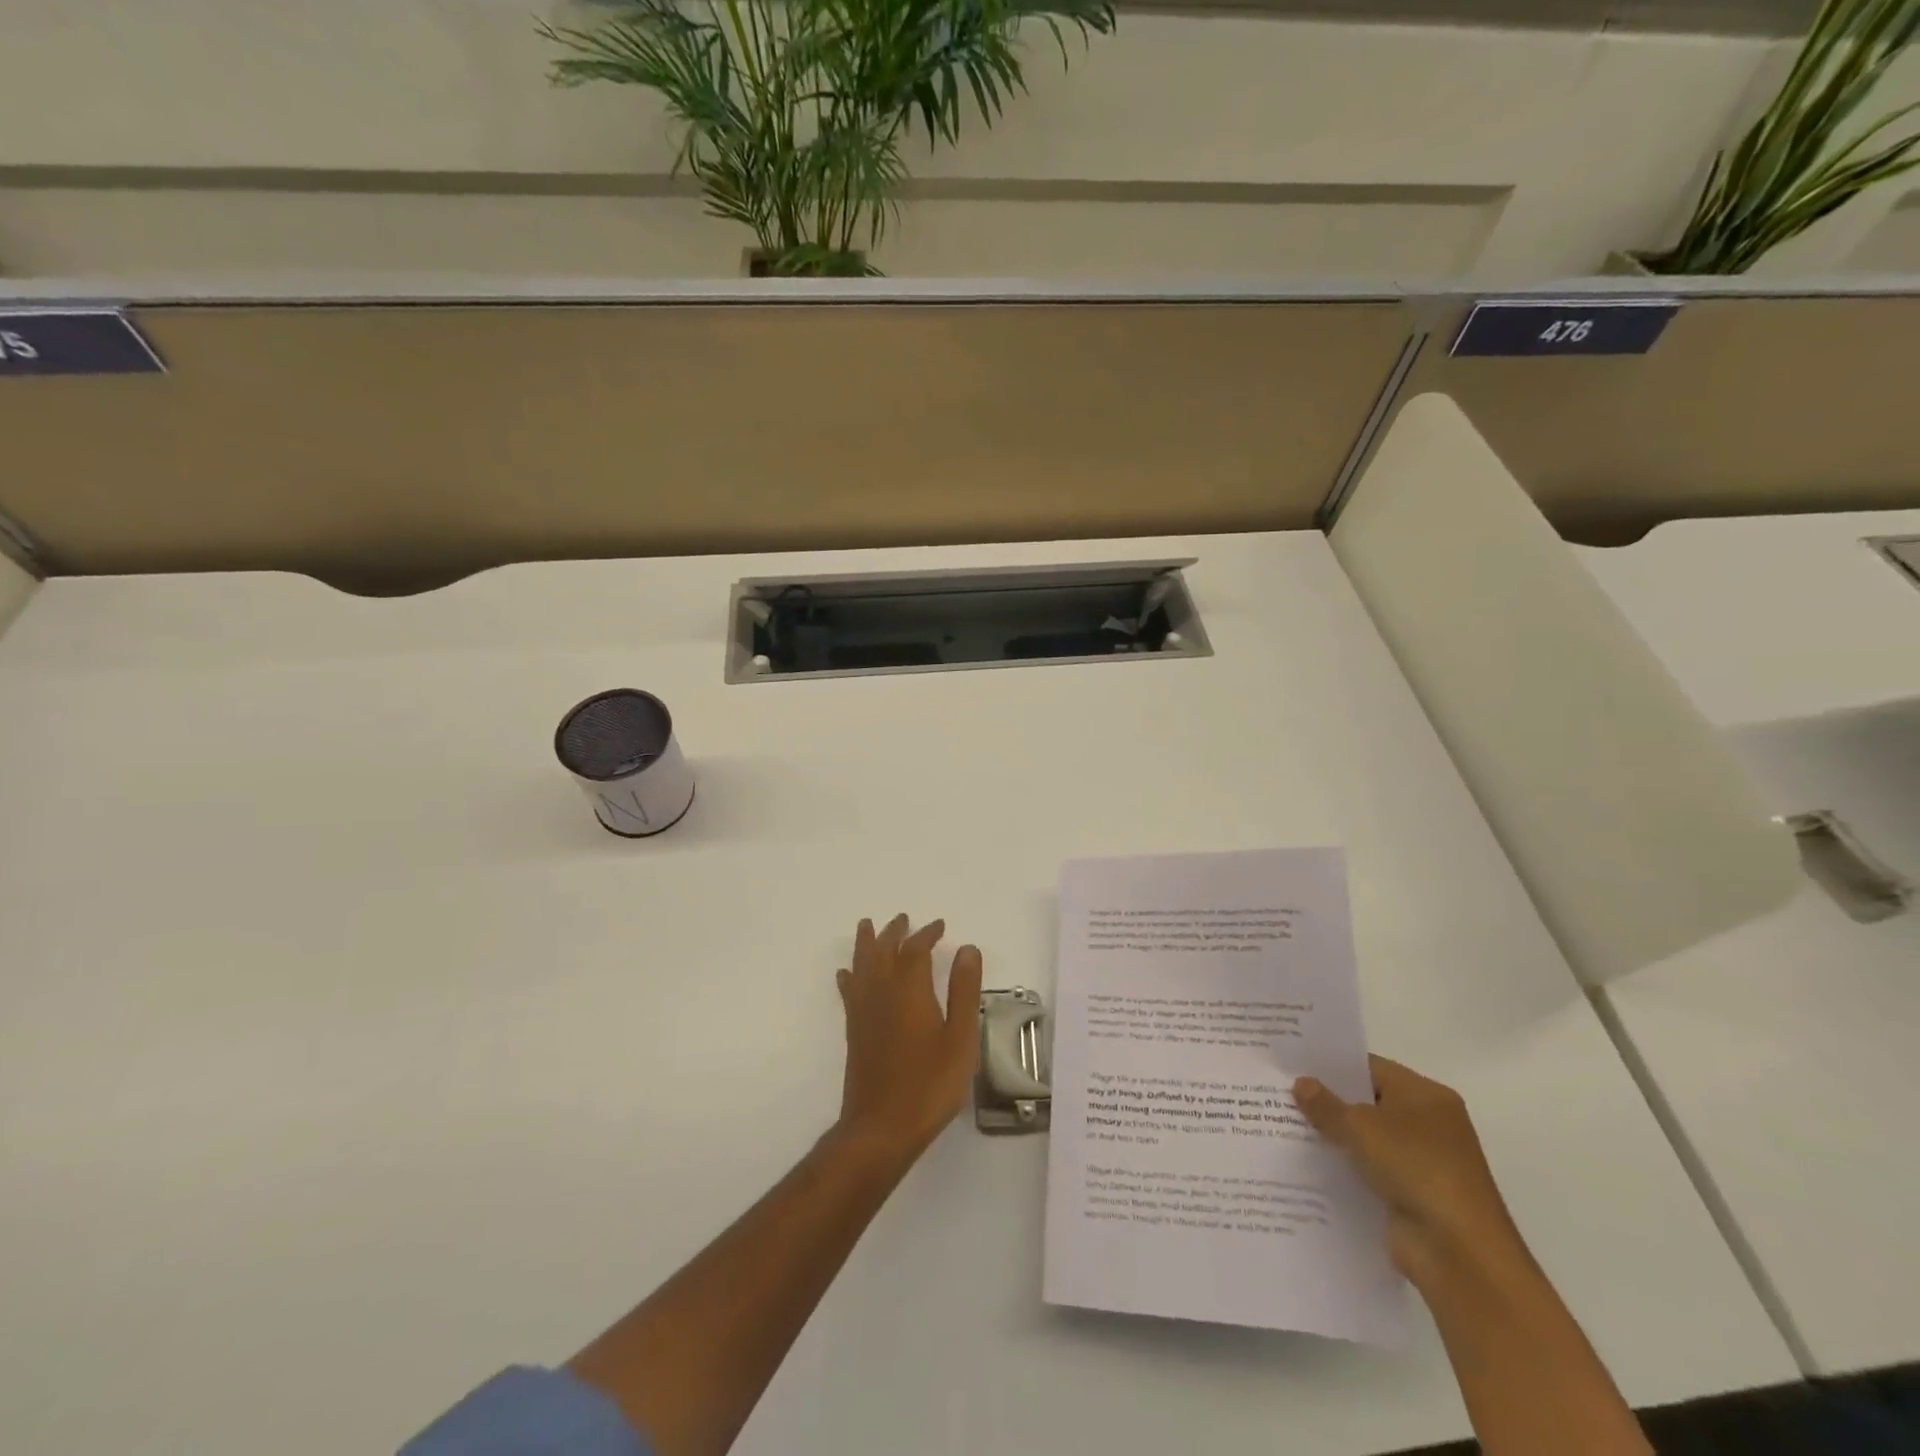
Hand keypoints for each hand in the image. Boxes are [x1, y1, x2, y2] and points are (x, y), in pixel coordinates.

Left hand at [834, 915, 983, 1161]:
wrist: (881, 1127)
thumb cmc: (929, 1084)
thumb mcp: (960, 1038)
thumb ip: (963, 991)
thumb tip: (967, 949)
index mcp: (909, 991)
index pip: (915, 950)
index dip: (927, 934)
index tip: (939, 926)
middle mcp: (881, 993)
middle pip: (883, 951)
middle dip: (894, 932)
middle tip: (903, 919)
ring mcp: (863, 1012)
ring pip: (861, 965)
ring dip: (867, 944)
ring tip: (867, 926)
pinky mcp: (854, 1031)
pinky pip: (849, 990)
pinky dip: (850, 975)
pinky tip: (847, 973)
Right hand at [1294, 1056, 1530, 1290]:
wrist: (1459, 1253)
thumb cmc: (1416, 1168)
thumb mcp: (1361, 1127)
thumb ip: (1326, 1105)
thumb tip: (1301, 1083)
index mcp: (1426, 1095)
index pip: (1370, 1068)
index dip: (1332, 1065)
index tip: (1294, 1063)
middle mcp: (1428, 1124)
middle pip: (1368, 1103)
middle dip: (1328, 1100)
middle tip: (1281, 1090)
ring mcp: (1421, 1162)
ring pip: (1366, 1139)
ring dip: (1333, 1136)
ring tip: (1283, 1123)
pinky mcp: (1410, 1195)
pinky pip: (1368, 1170)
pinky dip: (1344, 1167)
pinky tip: (1306, 1163)